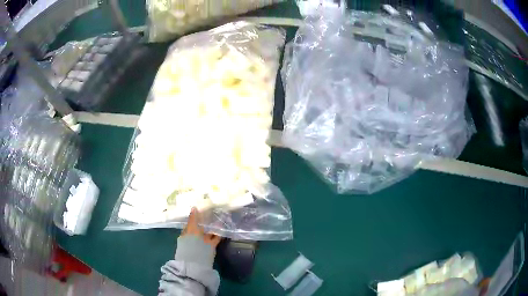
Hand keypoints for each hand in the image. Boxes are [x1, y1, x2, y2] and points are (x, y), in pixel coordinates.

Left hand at [181, 207, 221, 247]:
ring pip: (208, 233)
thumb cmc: (191, 241)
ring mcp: (203, 242)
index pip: (192, 223)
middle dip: (205, 222)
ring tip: (219, 219)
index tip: (202, 210)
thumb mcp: (191, 228)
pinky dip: (219, 233)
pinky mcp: (211, 246)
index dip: (196, 217)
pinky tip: (223, 228)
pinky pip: (215, 238)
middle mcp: (195, 237)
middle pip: (200, 228)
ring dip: (213, 227)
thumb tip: (193, 207)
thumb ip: (192, 218)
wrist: (196, 259)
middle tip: (212, 213)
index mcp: (188, 232)